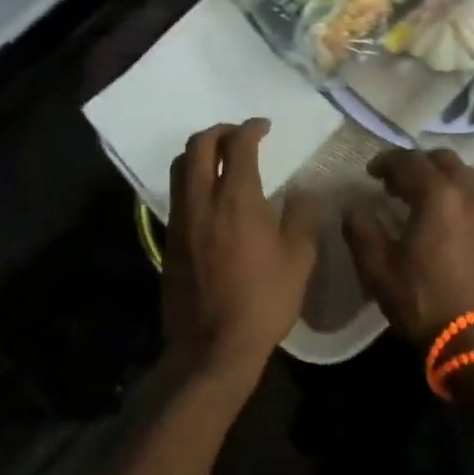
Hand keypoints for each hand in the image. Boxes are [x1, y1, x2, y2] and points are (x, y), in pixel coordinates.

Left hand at [162, 120, 324, 395]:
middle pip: (198, 145)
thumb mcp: (298, 260)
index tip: (264, 127)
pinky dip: (189, 178)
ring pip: (178, 166)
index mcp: (237, 199)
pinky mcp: (168, 240)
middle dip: (219, 130)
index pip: (238, 145)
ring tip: (220, 157)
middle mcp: (202, 200)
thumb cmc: (263, 302)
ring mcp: (180, 220)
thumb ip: (302, 218)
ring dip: (198, 151)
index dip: (251, 128)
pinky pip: (176, 193)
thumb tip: (304, 192)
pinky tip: (208, 194)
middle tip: (239, 135)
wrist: (211, 347)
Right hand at [342, 149, 473, 351]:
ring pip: (464, 177)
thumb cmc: (424, 301)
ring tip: (419, 199)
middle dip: (417, 163)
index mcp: (438, 195)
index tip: (370, 172)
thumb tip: (354, 207)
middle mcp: (469, 195)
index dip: (386, 161)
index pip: (409, 161)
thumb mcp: (378, 268)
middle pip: (444, 160)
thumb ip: (361, 230)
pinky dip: (456, 196)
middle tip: (396, 182)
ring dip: (440, 178)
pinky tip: (442, 221)